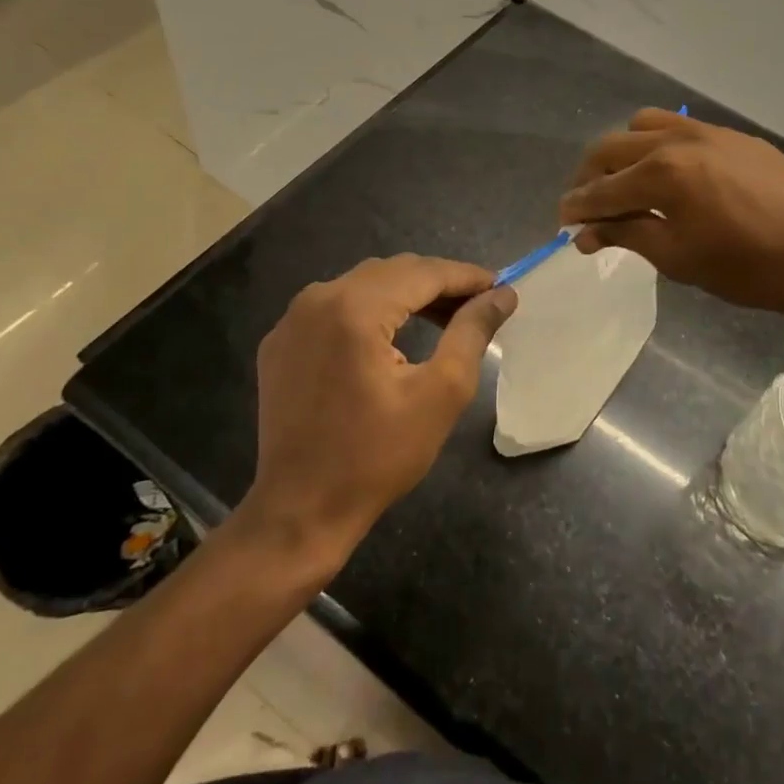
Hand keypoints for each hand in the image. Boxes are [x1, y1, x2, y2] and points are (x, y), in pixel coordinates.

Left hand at [244, 255, 515, 560]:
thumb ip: (472, 332)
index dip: (466, 276)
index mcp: (355, 308)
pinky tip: (392, 336)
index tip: (500, 286)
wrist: (300, 510)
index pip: (423, 272)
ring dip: (405, 295)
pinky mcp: (280, 342)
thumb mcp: (440, 393)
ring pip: (363, 285)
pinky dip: (370, 311)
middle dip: (438, 283)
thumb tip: (502, 294)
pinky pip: (335, 307)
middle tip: (477, 305)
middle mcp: (317, 299)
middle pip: (392, 272)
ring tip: (443, 318)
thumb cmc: (378, 456)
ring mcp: (292, 320)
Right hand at [558, 109, 783, 320]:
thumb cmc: (749, 267)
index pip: (601, 189)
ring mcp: (709, 132)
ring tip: (626, 184)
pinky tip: (671, 176)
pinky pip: (680, 128)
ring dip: (623, 153)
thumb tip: (587, 232)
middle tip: (587, 206)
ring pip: (644, 126)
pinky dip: (657, 146)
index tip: (563, 222)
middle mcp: (677, 139)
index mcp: (660, 173)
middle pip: (612, 148)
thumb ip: (628, 235)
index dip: (576, 208)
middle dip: (590, 177)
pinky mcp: (734, 136)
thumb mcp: (679, 259)